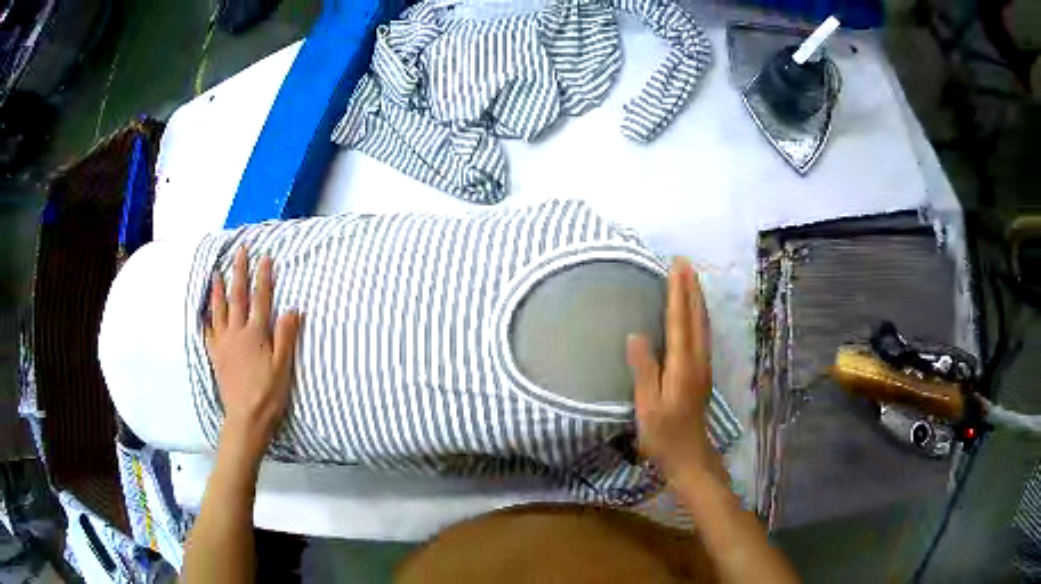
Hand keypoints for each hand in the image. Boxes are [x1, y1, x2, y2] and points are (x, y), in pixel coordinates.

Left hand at [206, 246, 301, 459]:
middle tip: (240, 253)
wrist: (246, 418)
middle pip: (237, 297)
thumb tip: (292, 309)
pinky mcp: (216, 356)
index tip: (265, 258)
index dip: (263, 277)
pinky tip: (205, 312)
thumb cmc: (268, 394)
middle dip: (239, 273)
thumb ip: (286, 336)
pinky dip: (207, 318)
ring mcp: (223, 344)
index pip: (260, 299)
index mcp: (255, 334)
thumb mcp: (283, 366)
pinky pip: (208, 332)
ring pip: (219, 310)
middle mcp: (236, 333)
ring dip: (218, 289)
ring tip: (216, 273)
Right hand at [627, 257, 722, 482]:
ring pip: (703, 324)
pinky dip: (699, 316)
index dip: (677, 292)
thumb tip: (636, 335)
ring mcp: (703, 366)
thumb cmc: (664, 435)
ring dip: (697, 299)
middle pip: (696, 317)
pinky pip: (703, 334)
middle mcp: (698, 360)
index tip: (675, 266)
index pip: (679, 320)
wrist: (690, 456)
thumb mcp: (647, 406)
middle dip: (691, 288)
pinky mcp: (703, 373)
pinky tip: (695, 313)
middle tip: (684, 262)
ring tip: (691, 279)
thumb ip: (644, 370)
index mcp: (682, 365)